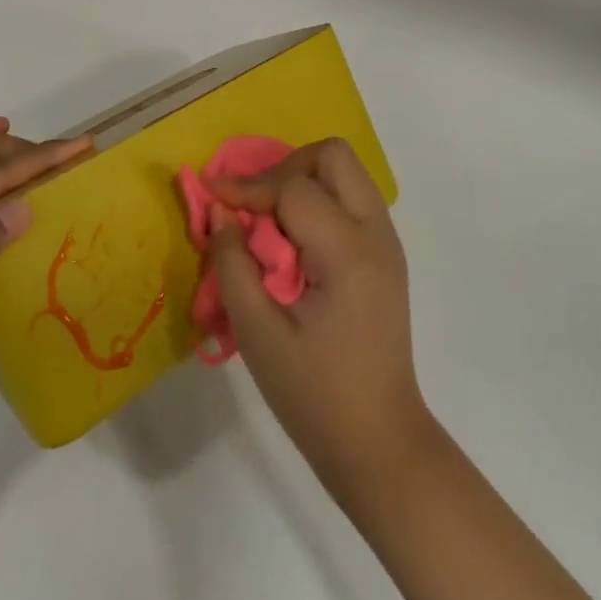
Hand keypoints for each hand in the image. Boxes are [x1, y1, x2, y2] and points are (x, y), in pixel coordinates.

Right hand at [208, 138, 437, 499]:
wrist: (380, 443)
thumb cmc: (314, 396)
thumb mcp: (258, 334)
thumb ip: (233, 265)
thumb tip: (219, 211)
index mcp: (348, 252)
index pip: (294, 188)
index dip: (249, 189)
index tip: (213, 199)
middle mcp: (376, 234)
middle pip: (334, 156)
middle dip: (286, 167)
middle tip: (252, 205)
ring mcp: (387, 243)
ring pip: (346, 172)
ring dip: (304, 181)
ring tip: (268, 221)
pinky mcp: (386, 256)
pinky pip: (352, 199)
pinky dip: (319, 201)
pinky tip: (293, 241)